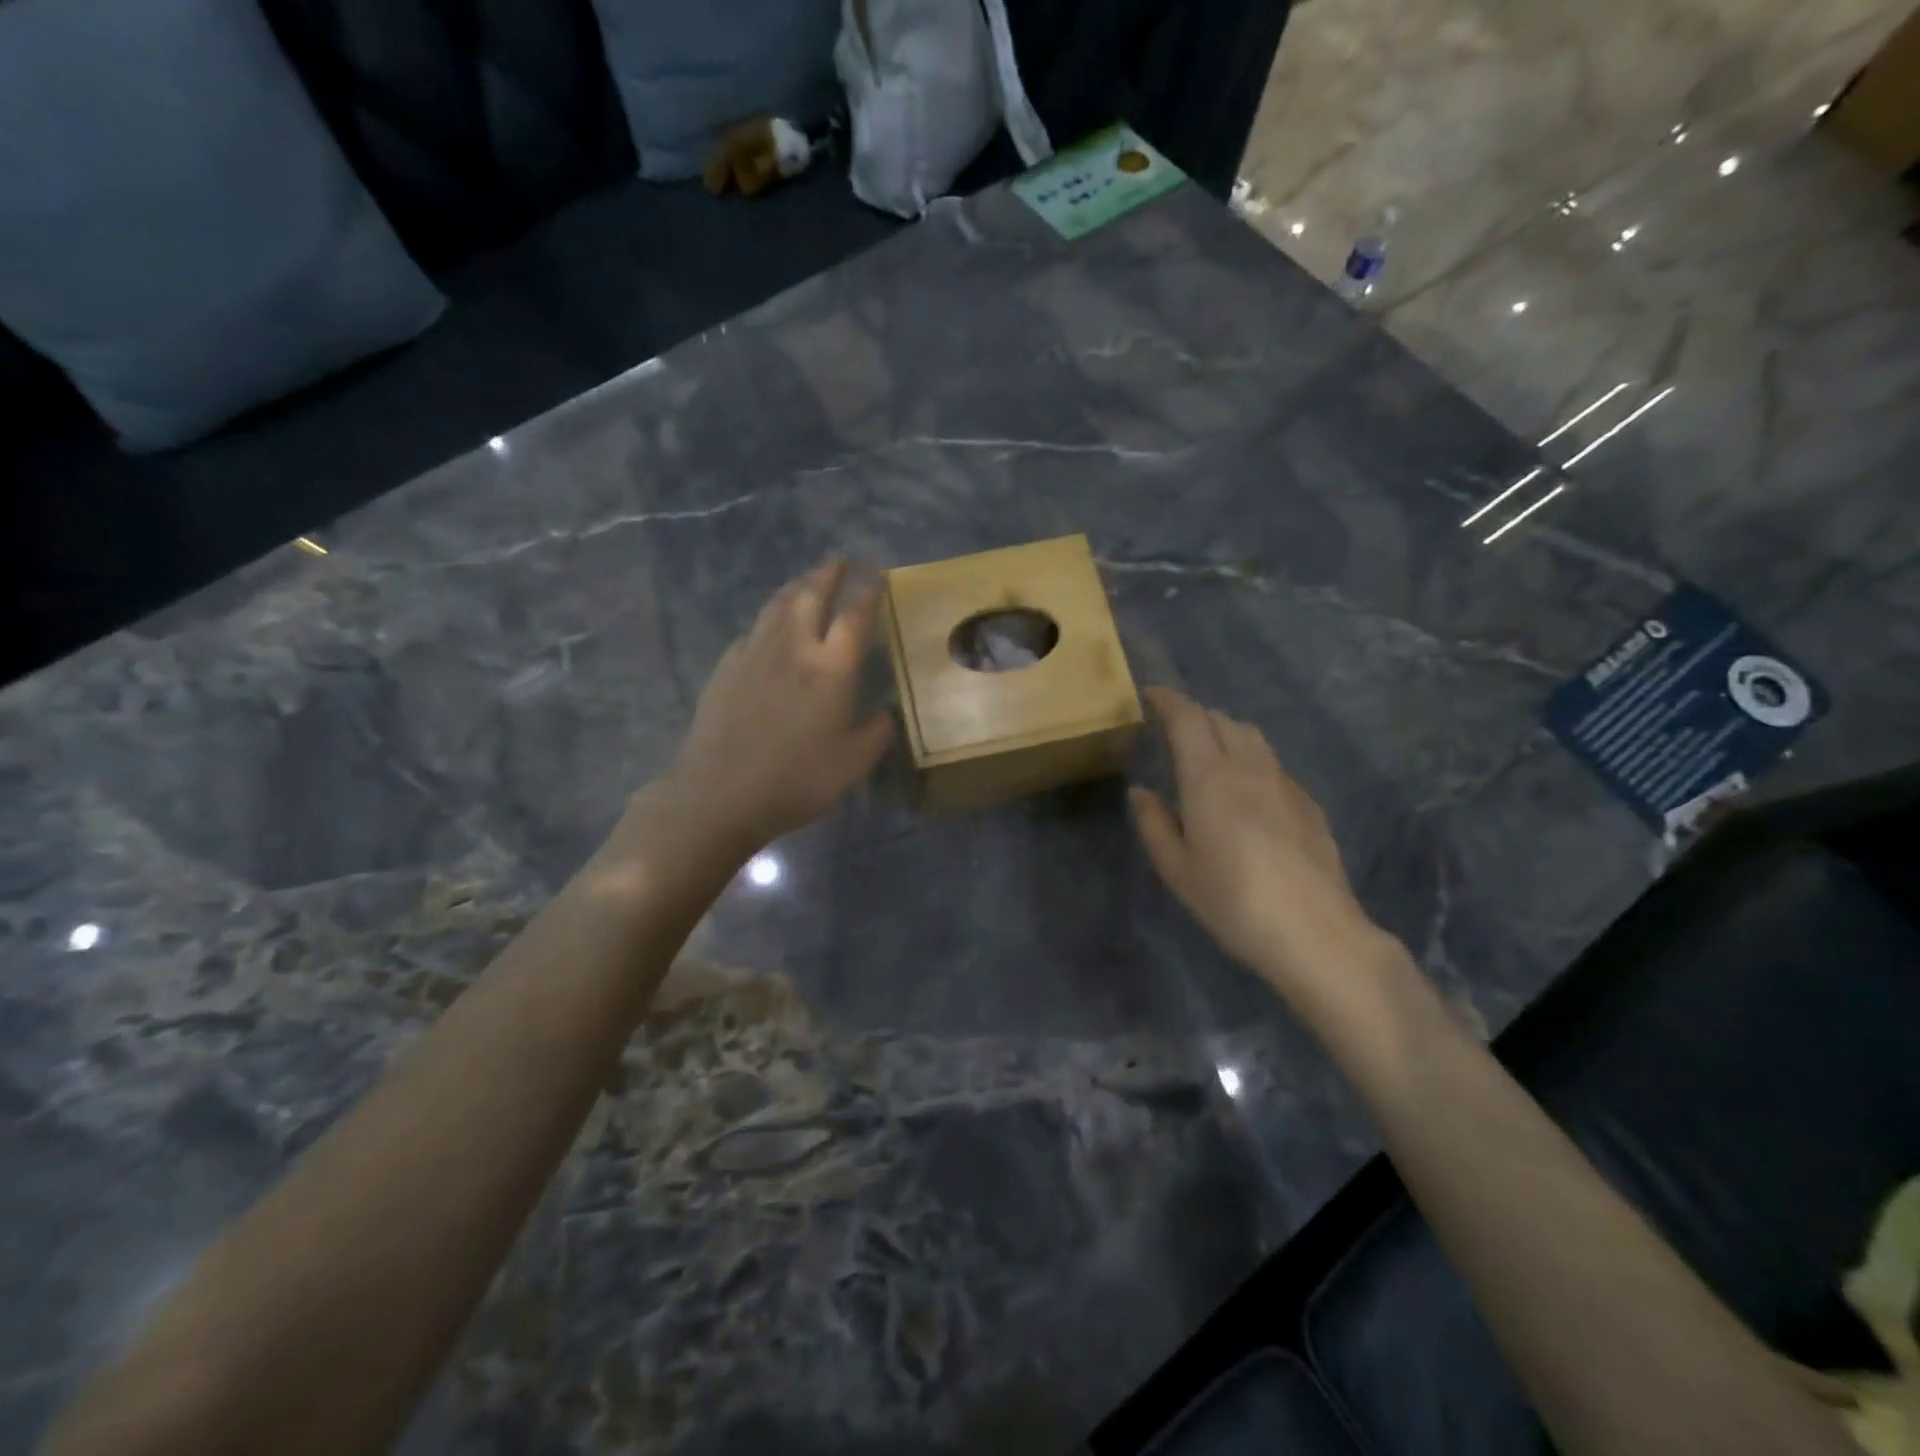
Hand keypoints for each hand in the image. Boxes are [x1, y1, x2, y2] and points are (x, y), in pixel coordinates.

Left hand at [664, 562, 894, 852]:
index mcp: (831, 668)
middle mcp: (793, 648)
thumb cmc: (796, 779)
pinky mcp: (726, 668)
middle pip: (810, 595)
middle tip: (839, 561)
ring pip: (777, 605)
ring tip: (806, 580)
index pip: (854, 616)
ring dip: (796, 586)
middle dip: (827, 574)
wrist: (720, 793)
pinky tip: (768, 628)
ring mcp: (754, 654)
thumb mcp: (853, 763)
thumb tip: (885, 712)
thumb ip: (876, 732)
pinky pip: (753, 630)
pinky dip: (768, 618)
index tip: (876, 576)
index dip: (868, 592)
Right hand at [1130, 687, 1396, 1012]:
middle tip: (1172, 731)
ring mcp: (1284, 782)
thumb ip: (1154, 824)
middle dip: (1193, 715)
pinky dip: (1250, 759)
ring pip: (1251, 736)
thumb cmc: (1233, 902)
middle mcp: (1248, 767)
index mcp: (1209, 777)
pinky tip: (1245, 791)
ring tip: (1208, 754)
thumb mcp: (1177, 870)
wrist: (1315, 932)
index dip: (1167, 700)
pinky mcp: (1308, 802)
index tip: (1150, 696)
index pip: (1187, 717)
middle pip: (1220, 719)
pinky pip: (1272, 763)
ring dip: (1224, 732)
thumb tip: (1142, 792)